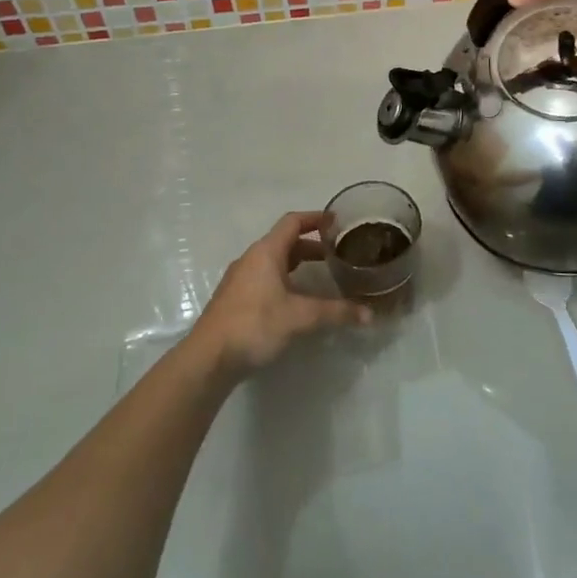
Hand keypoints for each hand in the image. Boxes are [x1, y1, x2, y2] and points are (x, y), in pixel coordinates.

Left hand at [192, 212, 371, 378]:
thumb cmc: (254, 325)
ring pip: (273, 262)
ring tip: (320, 276)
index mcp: (266, 252)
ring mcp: (240, 279)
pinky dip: (284, 279)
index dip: (315, 218)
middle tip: (336, 254)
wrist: (207, 359)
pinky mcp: (234, 300)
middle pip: (285, 242)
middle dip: (311, 246)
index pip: (293, 222)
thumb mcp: (300, 317)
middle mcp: (251, 259)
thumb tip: (369, 315)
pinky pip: (264, 278)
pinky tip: (295, 301)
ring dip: (297, 264)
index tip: (336, 222)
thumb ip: (335, 313)